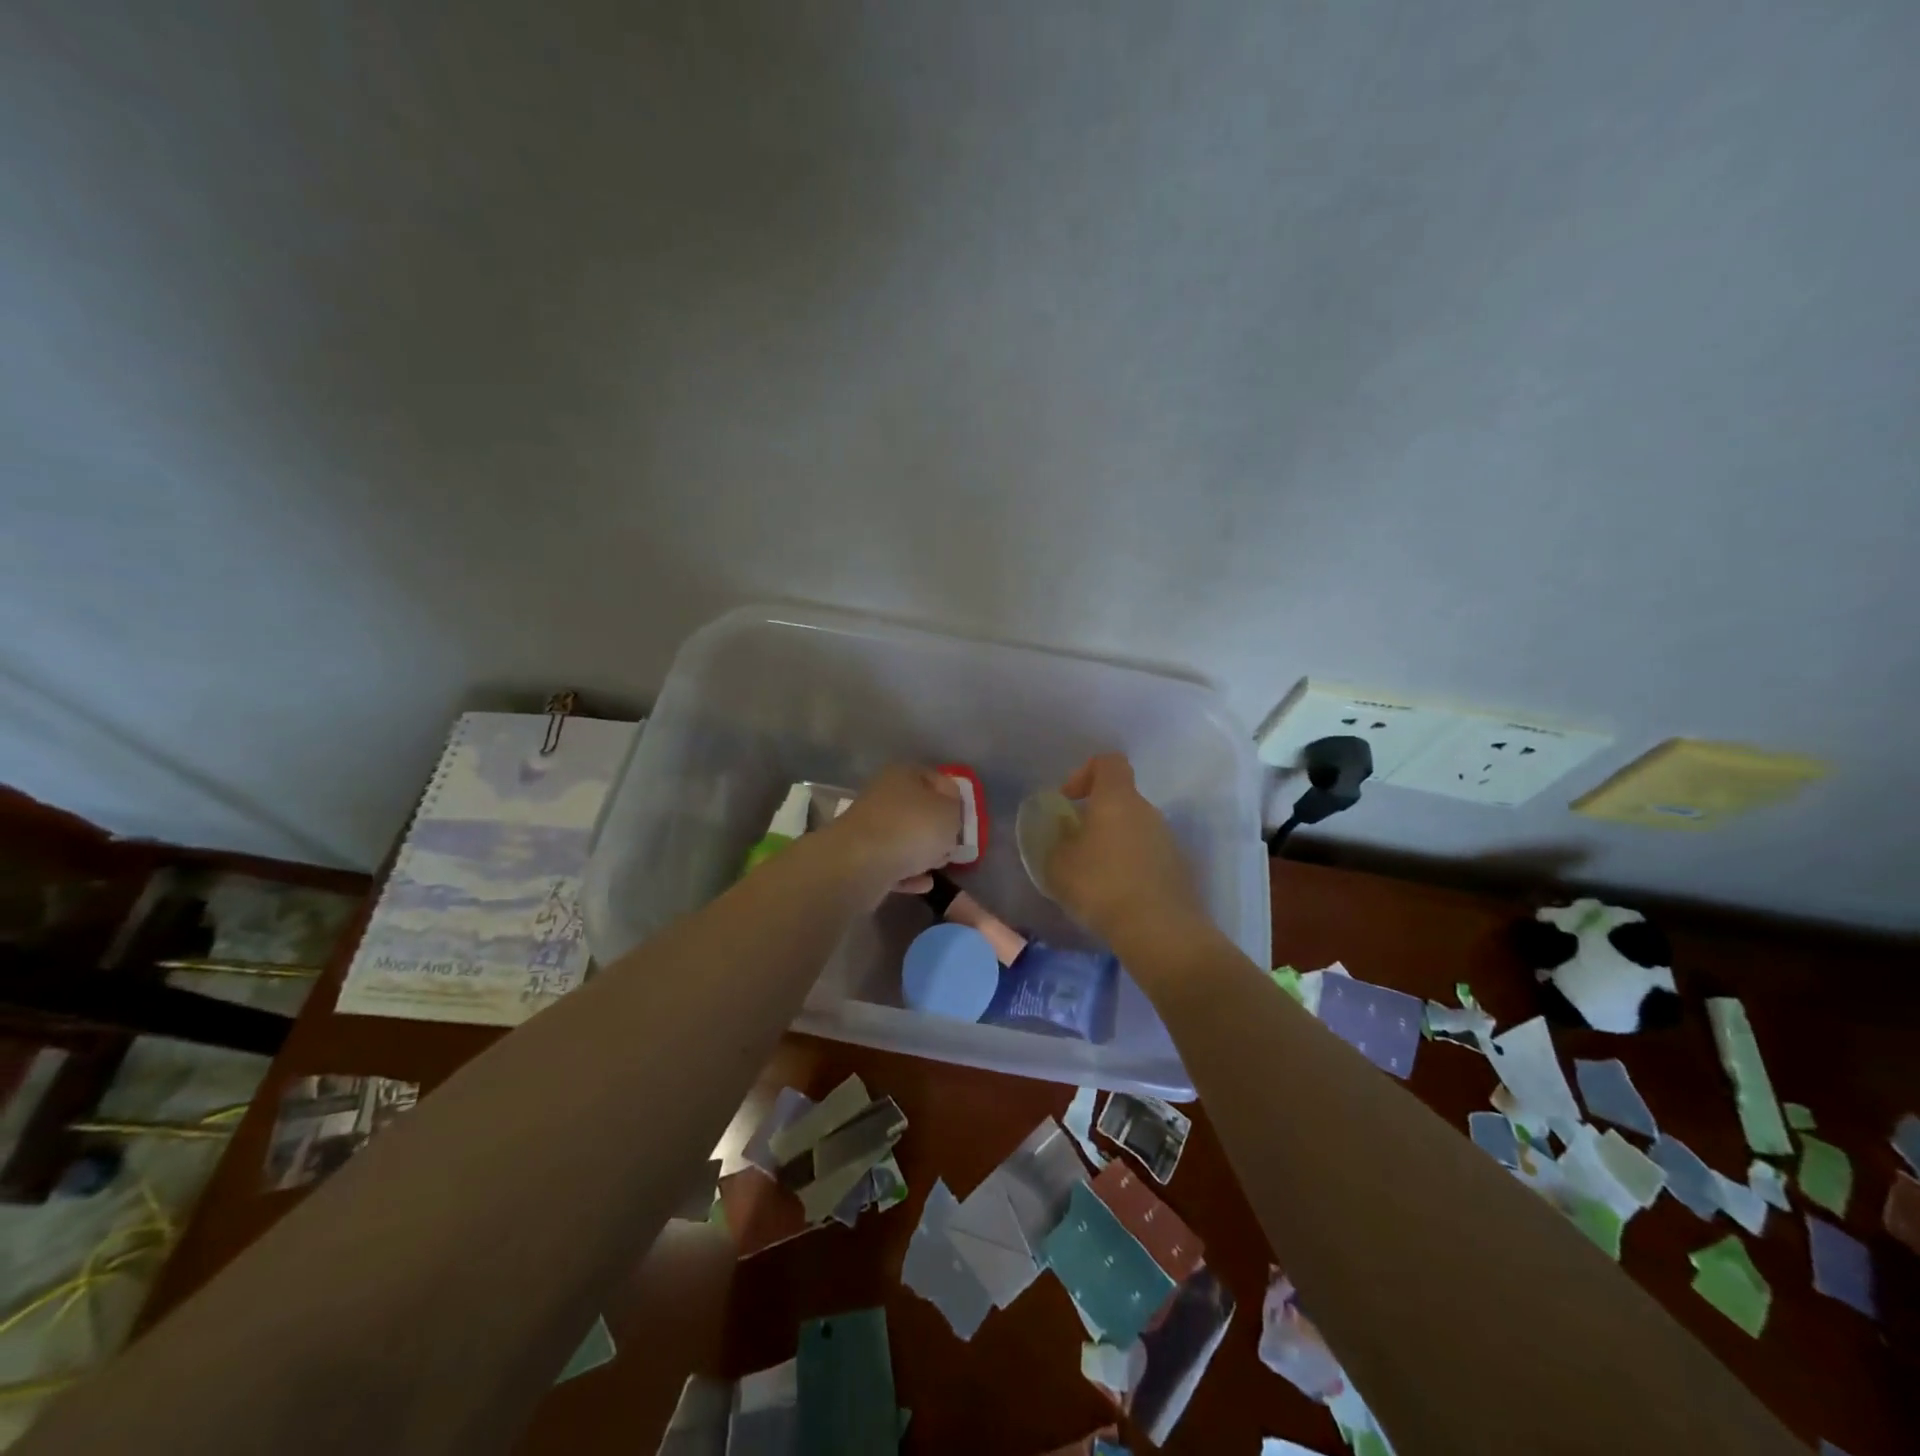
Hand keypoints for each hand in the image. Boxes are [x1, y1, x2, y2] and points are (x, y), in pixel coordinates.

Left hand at [827, 764, 962, 892]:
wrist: (861, 864)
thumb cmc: (912, 828)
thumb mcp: (950, 813)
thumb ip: (956, 810)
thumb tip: (948, 814)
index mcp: (904, 774)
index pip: (937, 779)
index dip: (955, 798)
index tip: (965, 820)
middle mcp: (883, 795)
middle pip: (918, 809)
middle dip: (937, 828)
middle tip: (953, 844)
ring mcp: (869, 827)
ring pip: (904, 837)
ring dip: (922, 852)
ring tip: (939, 865)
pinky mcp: (861, 857)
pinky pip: (892, 863)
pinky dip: (907, 873)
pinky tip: (923, 884)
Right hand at [1047, 753, 1210, 951]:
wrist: (1160, 930)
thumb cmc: (1101, 886)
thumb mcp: (1058, 865)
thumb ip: (1055, 842)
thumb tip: (1062, 835)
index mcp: (1117, 799)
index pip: (1108, 762)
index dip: (1085, 772)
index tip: (1069, 800)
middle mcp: (1147, 811)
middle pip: (1121, 799)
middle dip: (1097, 816)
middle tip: (1076, 845)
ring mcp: (1168, 839)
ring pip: (1135, 828)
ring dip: (1114, 843)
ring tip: (1094, 876)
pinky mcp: (1179, 868)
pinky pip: (1148, 855)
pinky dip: (1131, 866)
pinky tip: (1117, 895)